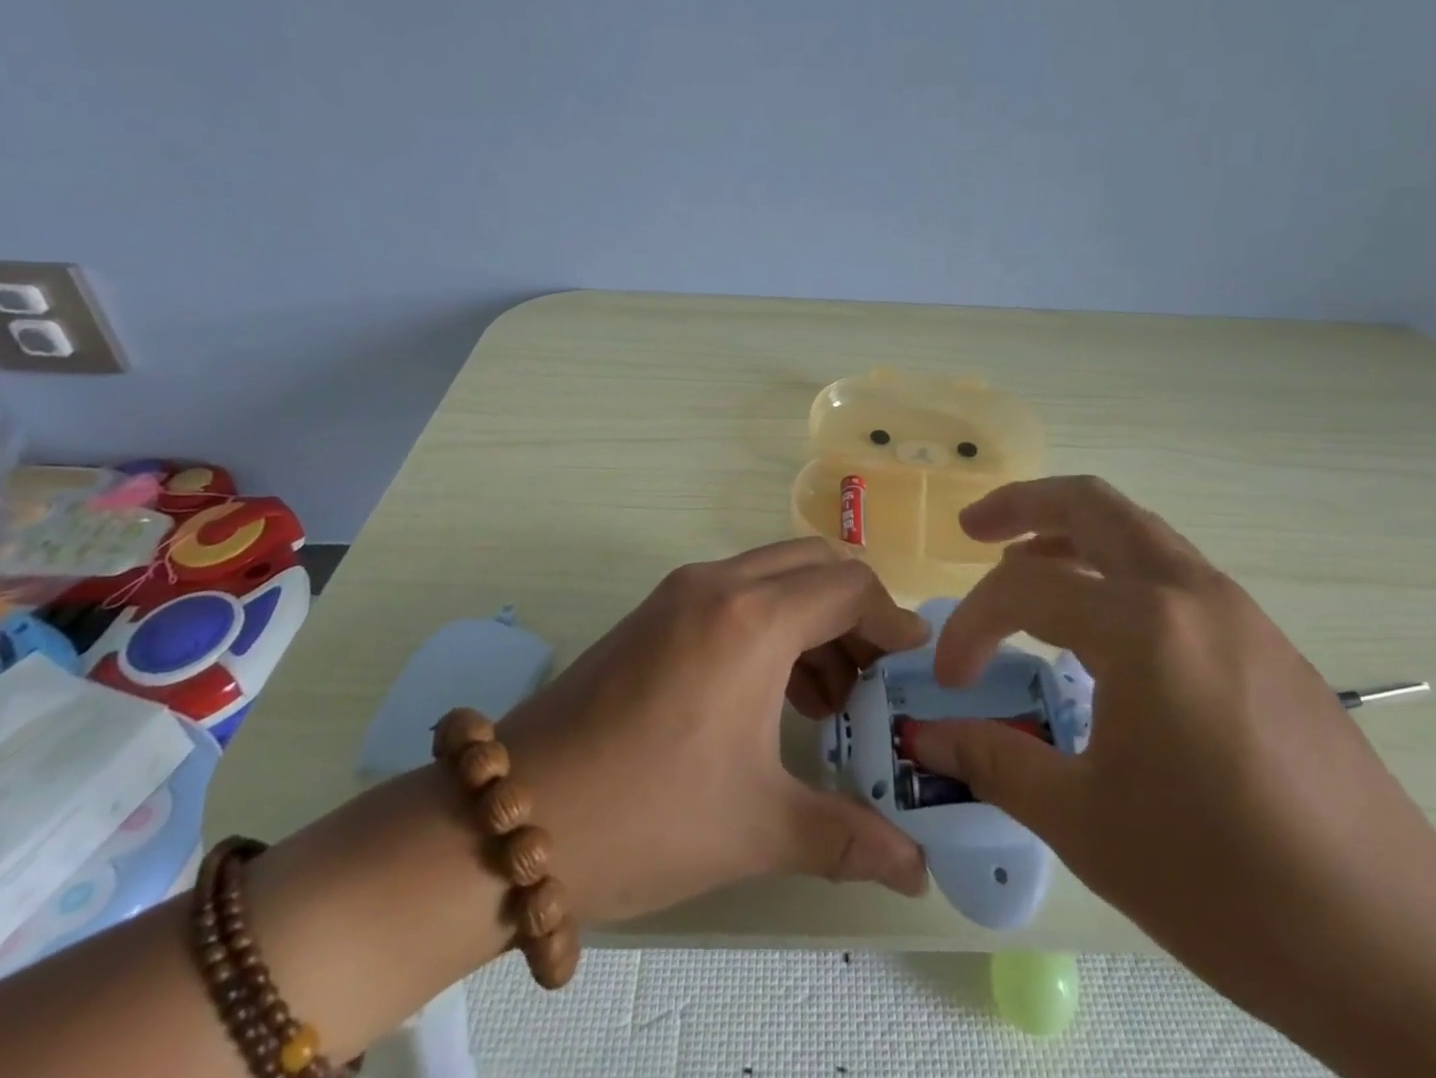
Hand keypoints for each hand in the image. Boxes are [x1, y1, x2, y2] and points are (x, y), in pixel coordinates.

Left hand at [495, 538, 930, 925]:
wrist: (517, 816)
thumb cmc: (649, 815)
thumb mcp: (758, 827)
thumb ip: (850, 838)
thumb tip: (918, 872)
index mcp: (753, 620)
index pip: (849, 586)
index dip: (891, 618)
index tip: (911, 659)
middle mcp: (719, 584)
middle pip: (815, 563)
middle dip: (855, 610)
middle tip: (870, 675)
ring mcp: (681, 591)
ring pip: (775, 572)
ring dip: (812, 615)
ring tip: (825, 694)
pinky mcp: (656, 609)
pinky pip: (737, 590)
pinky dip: (772, 619)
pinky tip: (772, 690)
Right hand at [911, 478, 1435, 1039]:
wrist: (1403, 953)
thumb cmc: (1226, 885)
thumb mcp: (1087, 825)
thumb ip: (996, 762)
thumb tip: (929, 739)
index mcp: (1143, 626)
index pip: (1025, 590)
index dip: (972, 626)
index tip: (951, 680)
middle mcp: (1191, 593)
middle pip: (1092, 504)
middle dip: (1023, 505)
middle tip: (973, 529)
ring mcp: (1238, 611)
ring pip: (1137, 531)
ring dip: (1074, 534)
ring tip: (1027, 567)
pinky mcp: (1266, 642)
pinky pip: (1172, 573)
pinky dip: (1118, 571)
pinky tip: (1102, 630)